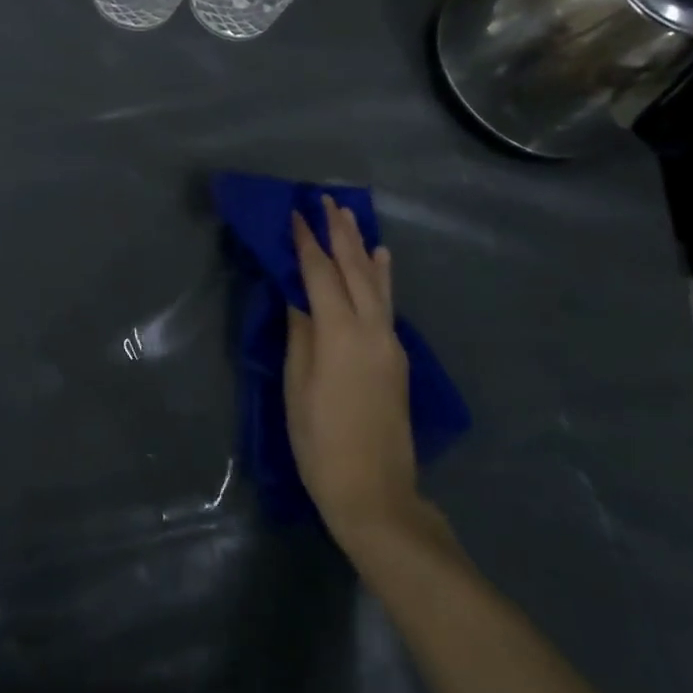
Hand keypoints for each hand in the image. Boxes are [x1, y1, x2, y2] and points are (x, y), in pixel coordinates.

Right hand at [285, 198, 423, 545]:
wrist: (375, 492)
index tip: (295, 213)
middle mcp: (372, 329)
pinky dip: (381, 276)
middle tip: (327, 200)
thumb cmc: (319, 441)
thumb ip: (300, 335)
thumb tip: (298, 297)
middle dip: (339, 233)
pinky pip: (387, 303)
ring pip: (376, 283)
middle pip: (355, 269)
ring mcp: (390, 343)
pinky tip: (381, 261)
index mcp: (340, 334)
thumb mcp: (297, 386)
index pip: (320, 274)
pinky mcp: (397, 358)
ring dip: (362, 247)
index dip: (306, 242)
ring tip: (352, 218)